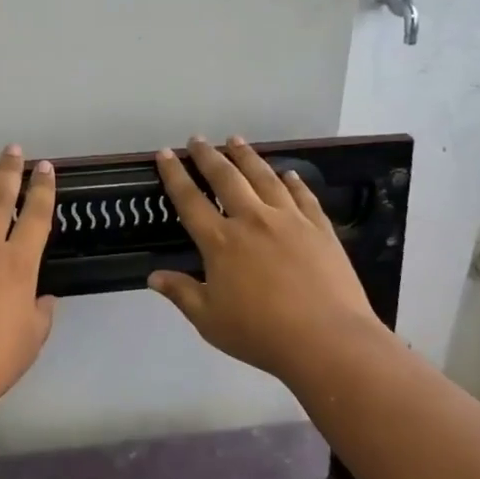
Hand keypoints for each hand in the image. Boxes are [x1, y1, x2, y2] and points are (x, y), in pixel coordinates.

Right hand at [149, 137, 389, 385]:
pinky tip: (287, 174)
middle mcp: (252, 220)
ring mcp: (289, 220)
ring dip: (247, 156)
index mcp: (221, 242)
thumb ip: (181, 294)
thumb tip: (153, 276)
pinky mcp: (319, 227)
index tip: (164, 153)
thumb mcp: (209, 320)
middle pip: (226, 178)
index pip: (190, 200)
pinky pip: (303, 195)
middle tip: (197, 139)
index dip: (174, 175)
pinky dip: (292, 181)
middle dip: (208, 155)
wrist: (326, 339)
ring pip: (264, 177)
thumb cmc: (260, 333)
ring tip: (236, 140)